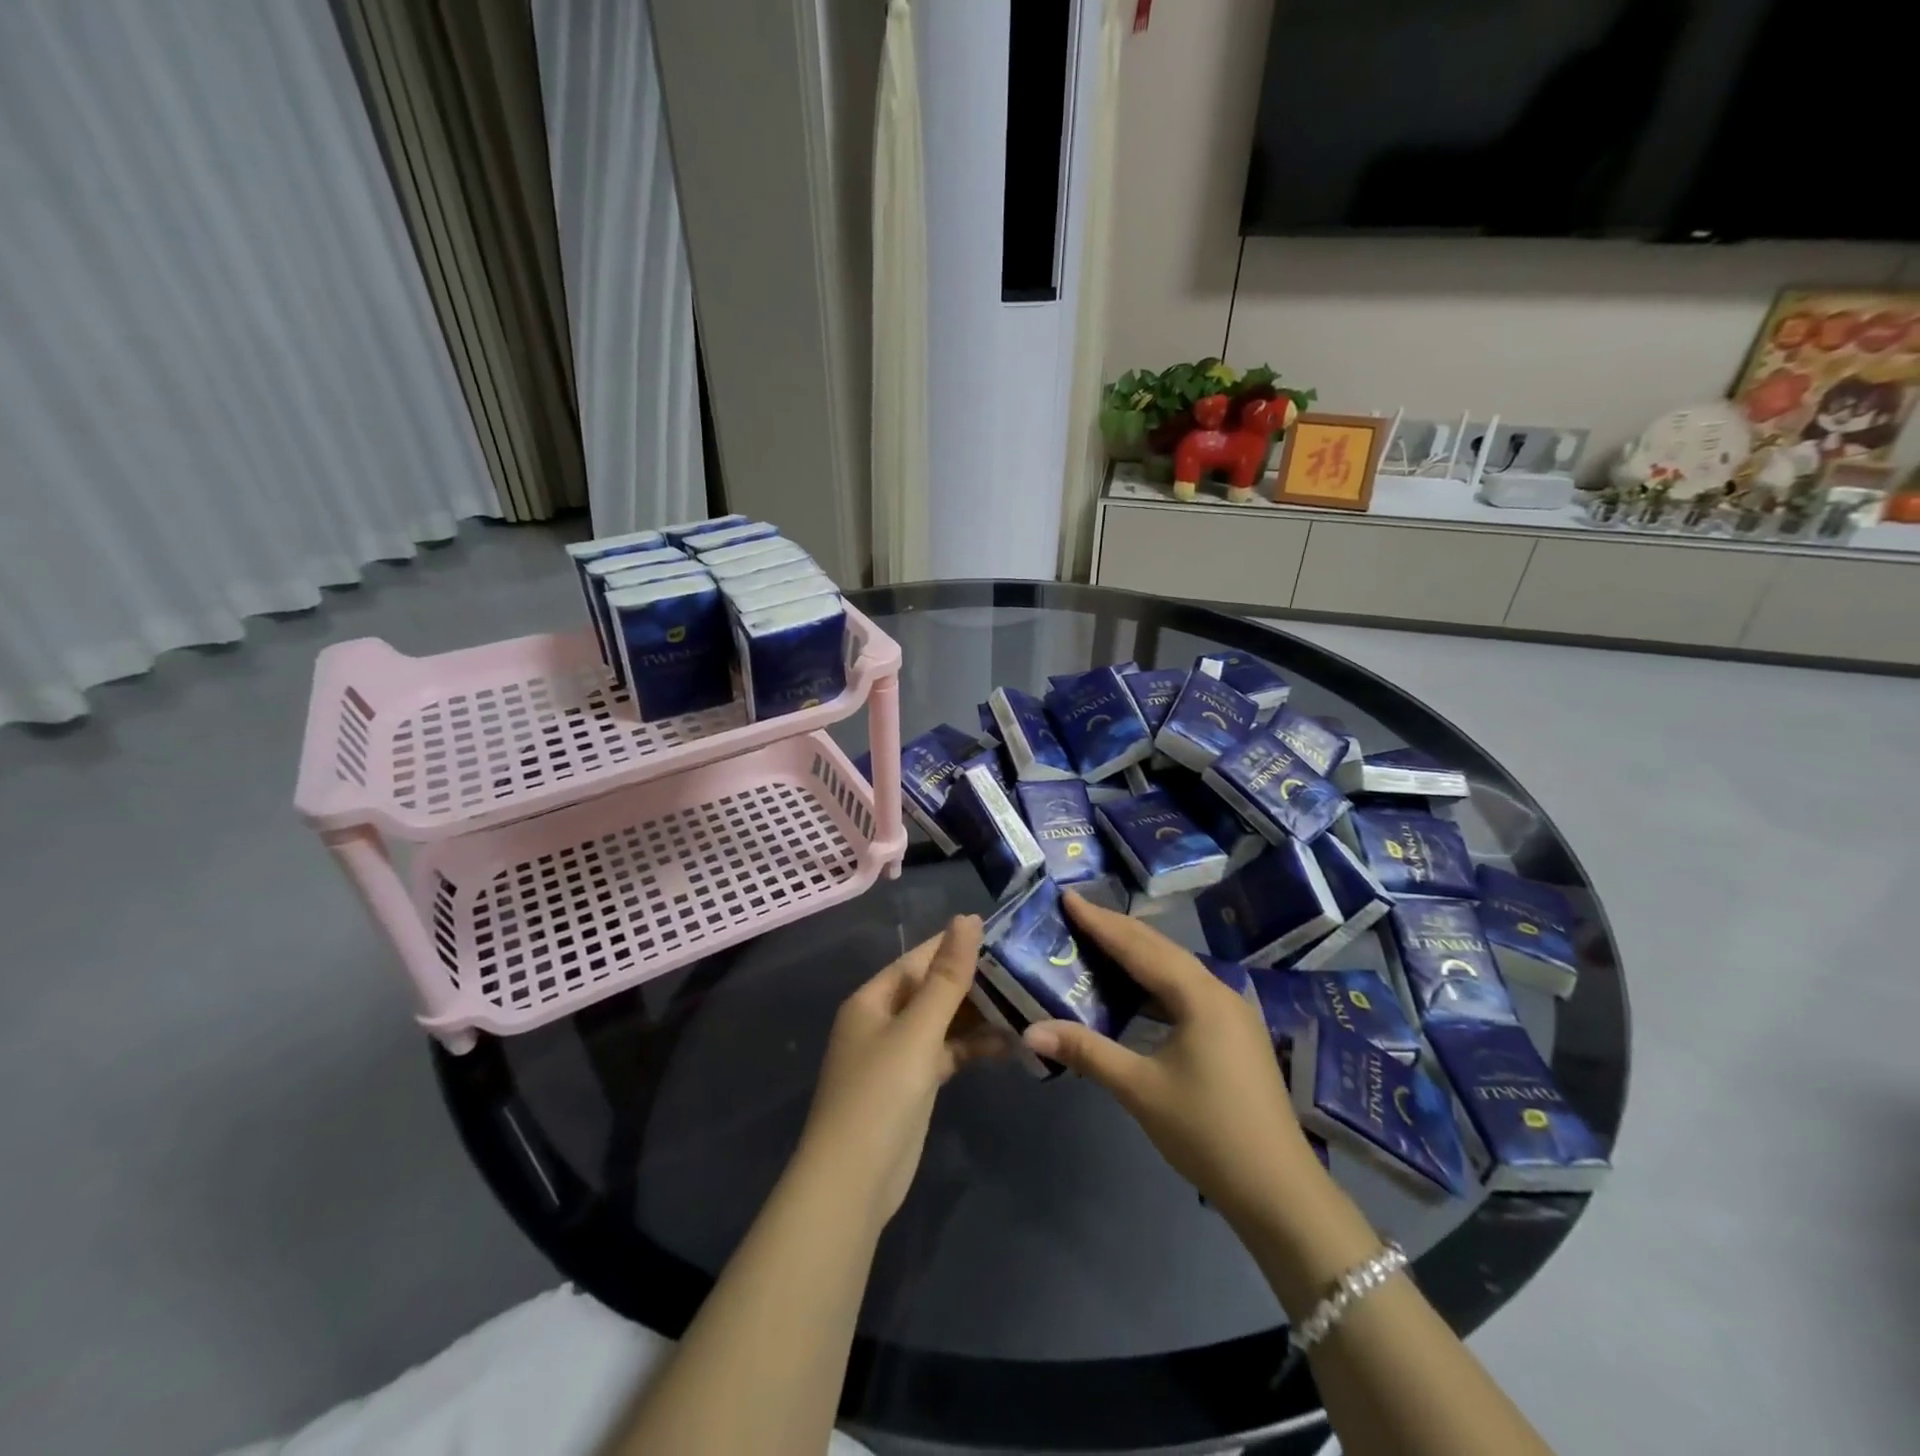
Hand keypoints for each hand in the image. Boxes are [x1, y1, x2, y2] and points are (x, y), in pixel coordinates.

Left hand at [797, 916, 1003, 1225]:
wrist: (854, 1183)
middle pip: (932, 989)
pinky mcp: (914, 1085)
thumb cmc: (880, 1093)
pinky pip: (947, 1052)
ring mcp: (898, 1055)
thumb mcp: (917, 1030)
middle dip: (973, 980)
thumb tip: (968, 919)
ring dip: (978, 1015)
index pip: (918, 959)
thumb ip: (946, 977)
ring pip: (943, 1022)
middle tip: (1023, 966)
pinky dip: (973, 1047)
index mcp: (873, 999)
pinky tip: (1009, 1043)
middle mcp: (883, 1021)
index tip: (1000, 931)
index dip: (955, 944)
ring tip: (1026, 1001)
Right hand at [1023, 892, 1321, 1223]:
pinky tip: (1136, 990)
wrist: (1279, 1191)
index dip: (1100, 922)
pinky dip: (1155, 981)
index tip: (1068, 896)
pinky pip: (1187, 990)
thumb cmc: (1206, 1133)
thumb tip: (1030, 1031)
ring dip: (1137, 953)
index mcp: (1199, 996)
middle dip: (1117, 928)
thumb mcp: (1140, 1090)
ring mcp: (1232, 1012)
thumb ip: (1086, 1051)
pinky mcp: (1235, 1033)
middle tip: (1077, 911)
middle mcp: (1219, 991)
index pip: (1138, 947)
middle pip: (1160, 949)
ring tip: (1098, 940)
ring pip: (1176, 968)